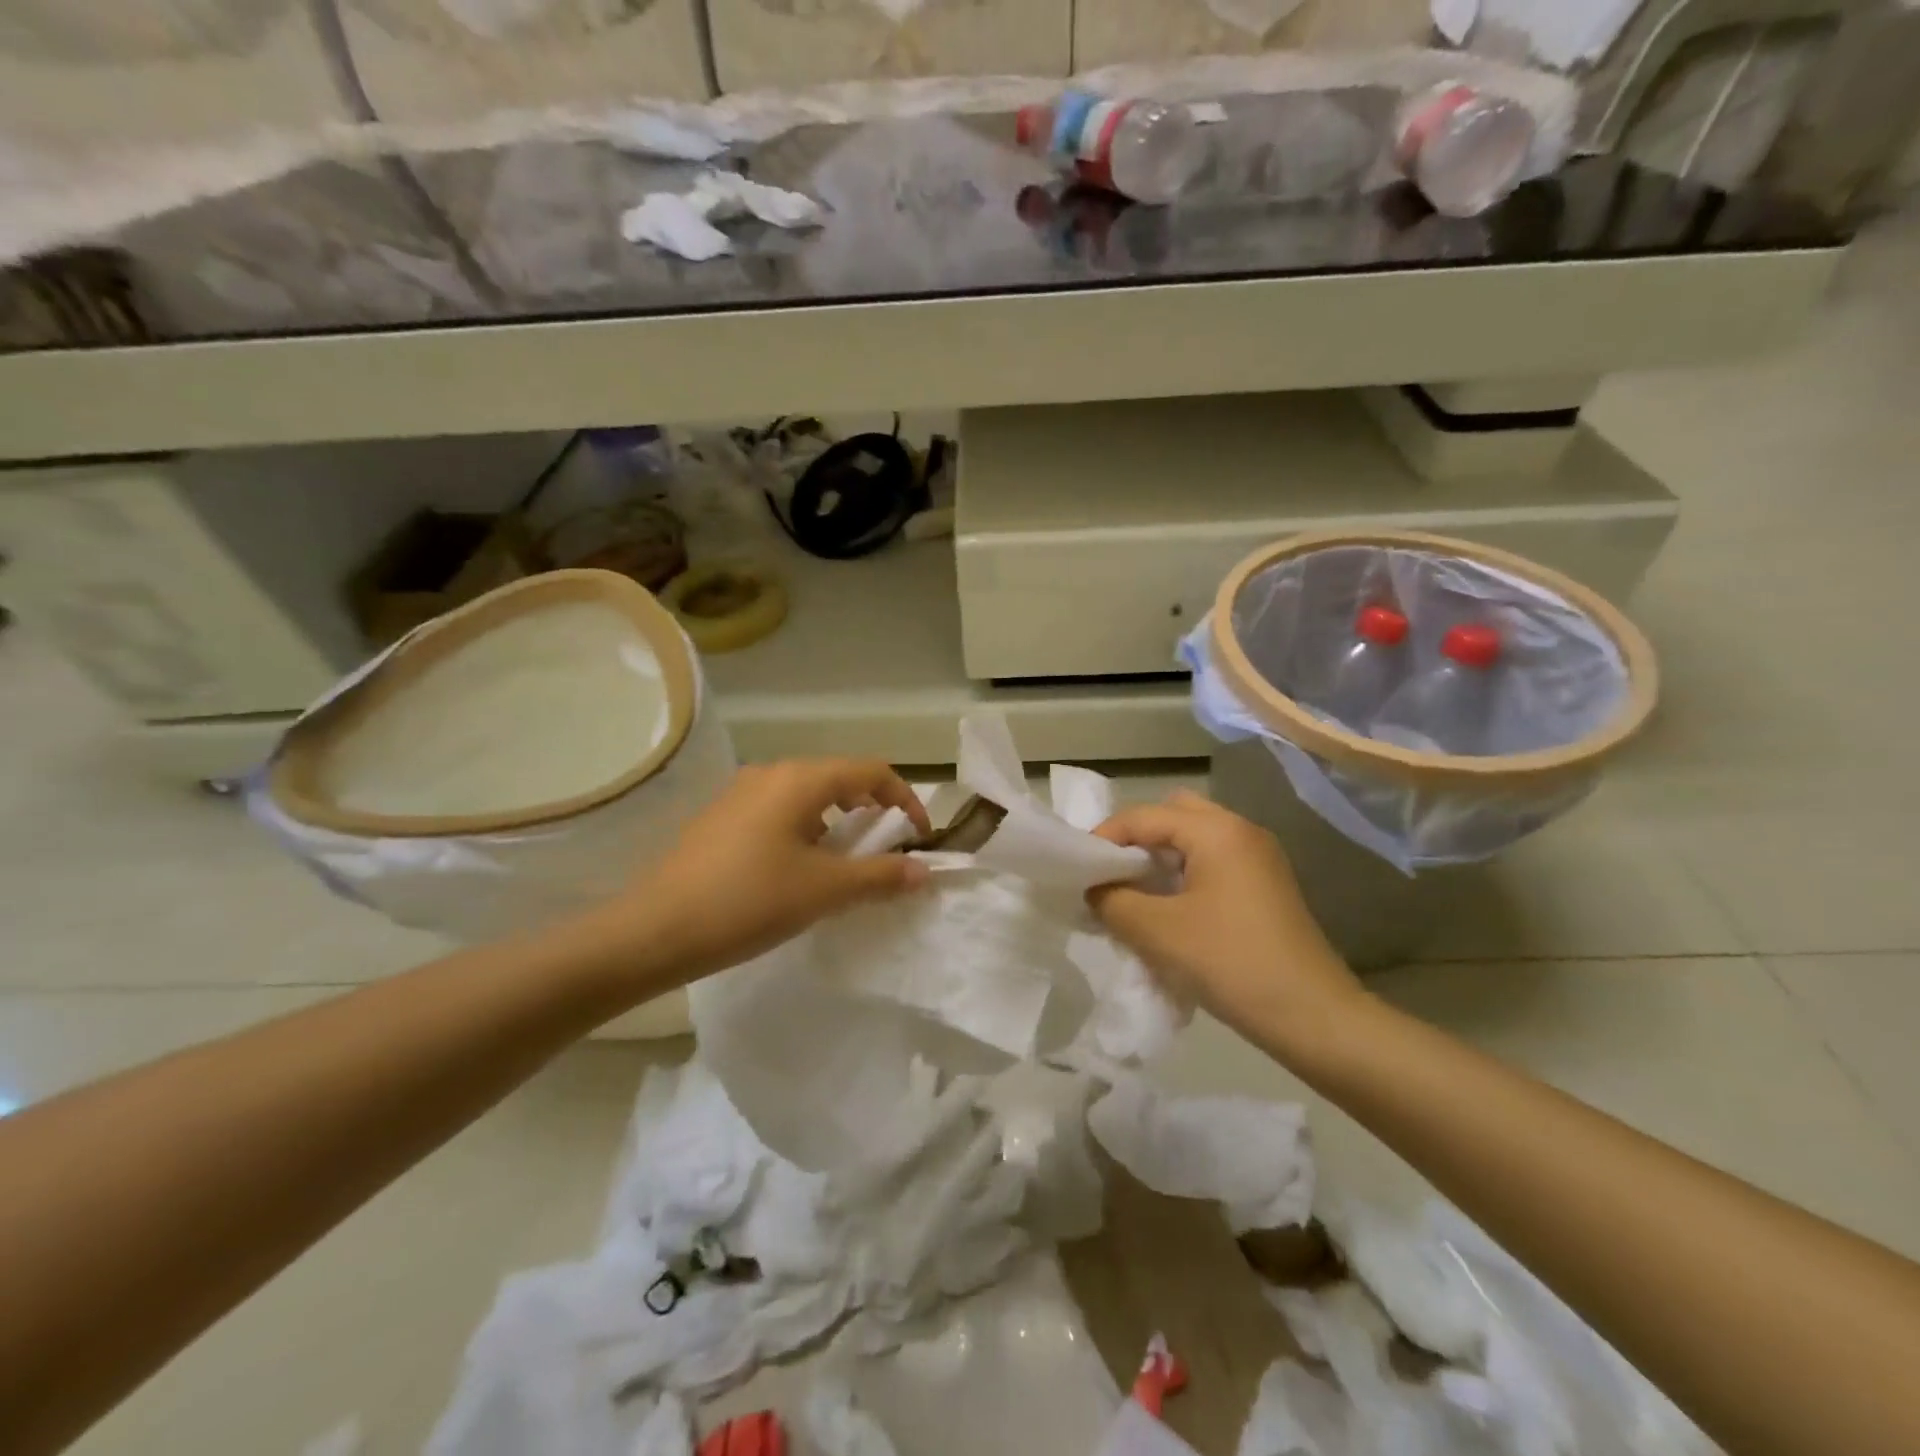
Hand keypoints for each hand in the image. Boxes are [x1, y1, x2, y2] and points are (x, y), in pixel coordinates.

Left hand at [584, 760, 931, 990]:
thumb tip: (924, 871)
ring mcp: (739, 794)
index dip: (904, 800)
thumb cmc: (748, 901)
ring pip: (806, 796)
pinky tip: (795, 871)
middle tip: (883, 850)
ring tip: (842, 865)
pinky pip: (777, 812)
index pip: (871, 772)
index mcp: (800, 779)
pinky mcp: (719, 819)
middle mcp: (770, 774)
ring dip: (836, 823)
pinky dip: (804, 831)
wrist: (653, 931)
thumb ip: (880, 876)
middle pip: (838, 778)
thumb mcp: (824, 890)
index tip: (918, 838)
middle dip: (870, 811)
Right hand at [1089, 791, 1363, 1046]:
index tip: (1079, 870)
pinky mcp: (1267, 887)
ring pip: (1195, 839)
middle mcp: (1241, 831)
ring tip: (1136, 895)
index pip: (1144, 816)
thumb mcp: (1156, 931)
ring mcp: (1259, 859)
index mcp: (1217, 830)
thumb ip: (1112, 900)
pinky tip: (1170, 912)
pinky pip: (1213, 862)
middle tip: (1114, 873)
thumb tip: (1096, 888)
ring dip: (1161, 858)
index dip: (1104, 838)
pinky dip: (1184, 875)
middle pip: (1174, 814)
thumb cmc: (1230, 963)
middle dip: (1137, 838)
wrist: (1313, 1018)